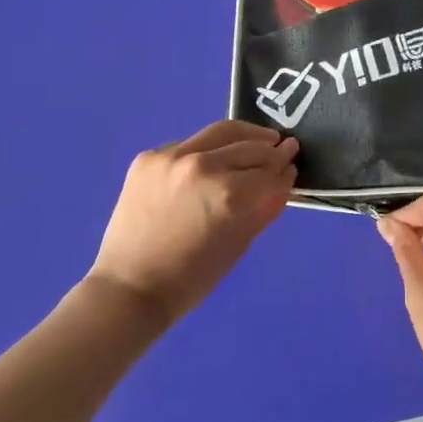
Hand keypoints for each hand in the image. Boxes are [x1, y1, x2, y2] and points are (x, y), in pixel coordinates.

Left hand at [88, 121, 298, 324]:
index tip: (293, 162)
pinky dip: (207, 150)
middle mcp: (201, 165)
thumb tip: (285, 179)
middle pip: (249, 146)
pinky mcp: (148, 158)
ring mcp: (171, 157)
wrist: (129, 289)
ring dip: (244, 136)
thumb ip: (266, 206)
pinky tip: (213, 160)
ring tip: (259, 139)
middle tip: (284, 147)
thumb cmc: (191, 279)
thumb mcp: (239, 244)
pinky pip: (188, 145)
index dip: (284, 168)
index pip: (268, 171)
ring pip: (219, 133)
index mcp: (227, 193)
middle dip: (271, 148)